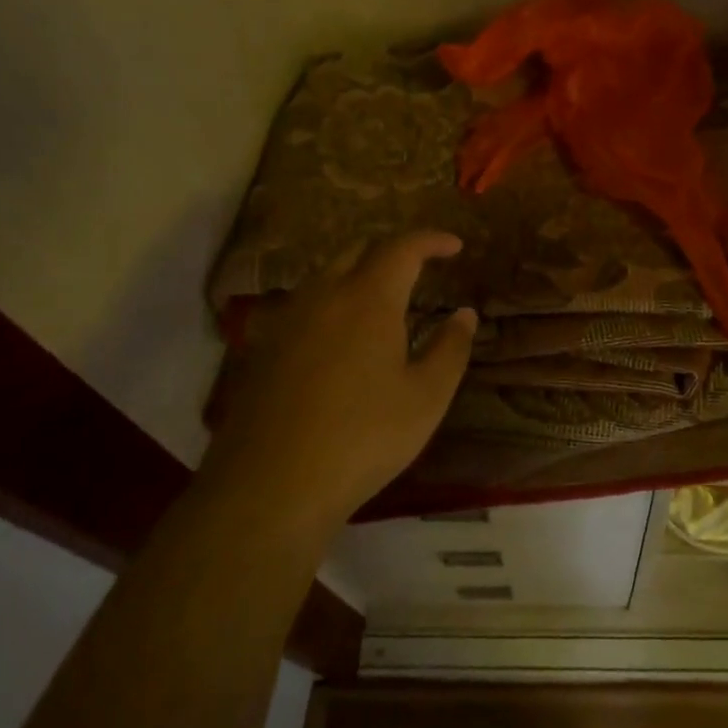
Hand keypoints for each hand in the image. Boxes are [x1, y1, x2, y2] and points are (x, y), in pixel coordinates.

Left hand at [200, 231, 475, 527]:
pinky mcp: (263, 347)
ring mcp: (287, 320)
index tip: (454, 245)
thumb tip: (464, 314)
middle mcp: (323, 295)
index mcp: (368, 299)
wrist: (269, 487)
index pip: (402, 248)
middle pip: (358, 250)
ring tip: (382, 303)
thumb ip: (450, 349)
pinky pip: (304, 305)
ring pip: (326, 275)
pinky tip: (340, 338)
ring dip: (358, 275)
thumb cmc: (362, 439)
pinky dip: (331, 303)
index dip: (431, 240)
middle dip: (392, 251)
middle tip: (418, 270)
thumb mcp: (425, 398)